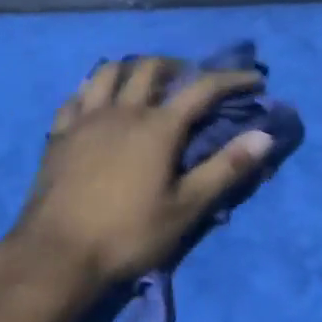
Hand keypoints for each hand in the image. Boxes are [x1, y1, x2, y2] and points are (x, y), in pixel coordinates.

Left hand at [10, 57, 274, 291]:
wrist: (56, 255)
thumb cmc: (128, 234)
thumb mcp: (186, 208)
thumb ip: (225, 169)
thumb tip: (264, 135)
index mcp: (158, 126)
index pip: (202, 88)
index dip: (231, 79)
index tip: (254, 79)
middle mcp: (123, 110)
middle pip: (152, 67)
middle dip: (179, 66)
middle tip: (193, 81)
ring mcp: (87, 118)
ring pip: (110, 71)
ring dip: (133, 68)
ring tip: (145, 83)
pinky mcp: (60, 133)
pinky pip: (78, 96)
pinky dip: (95, 89)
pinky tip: (99, 102)